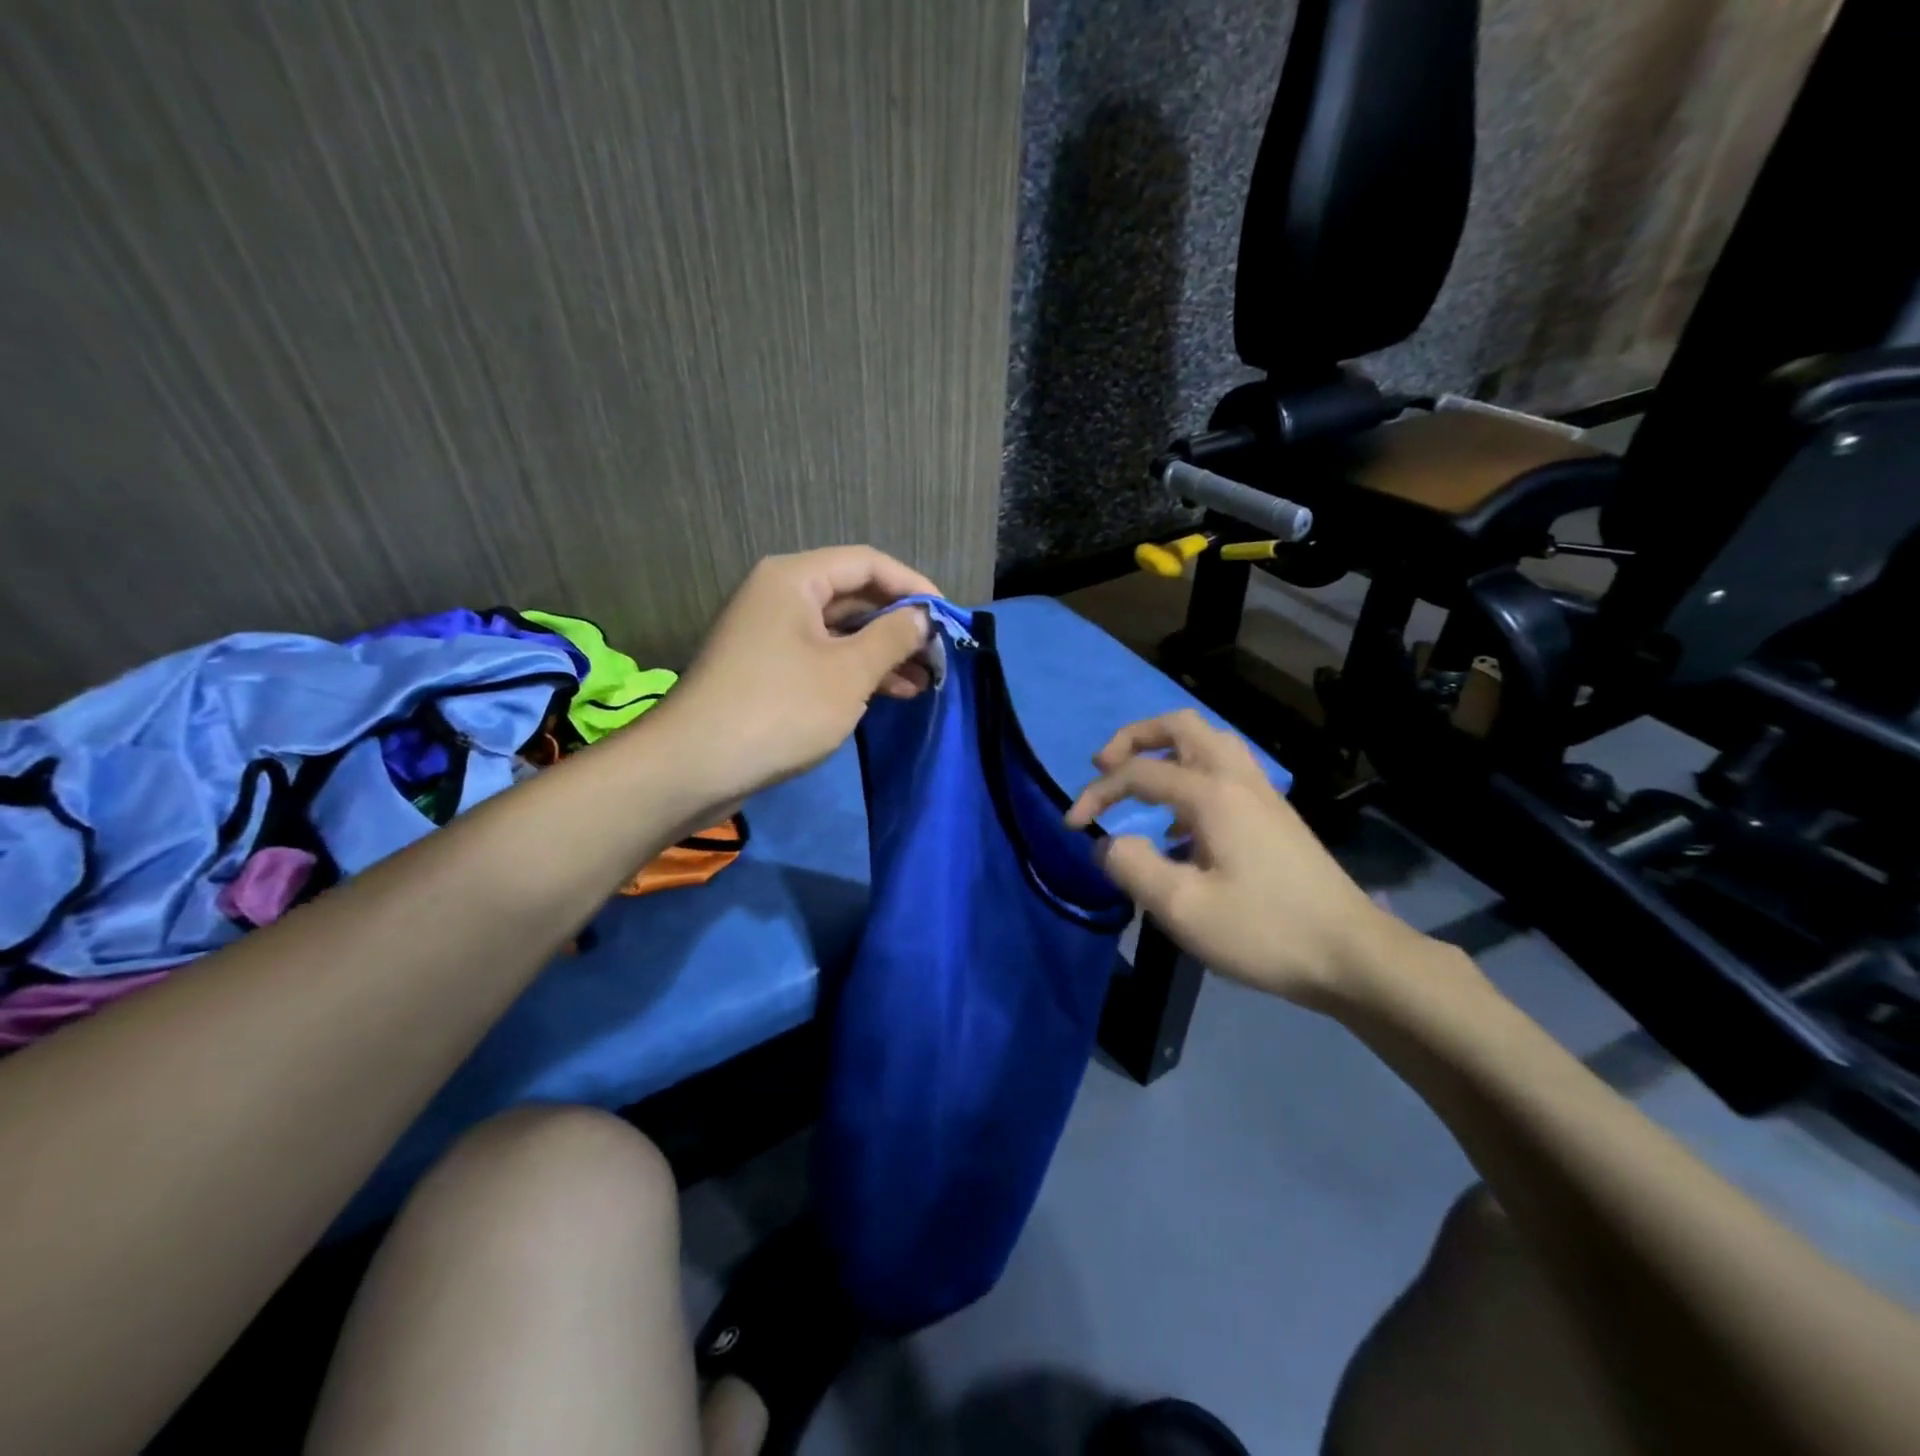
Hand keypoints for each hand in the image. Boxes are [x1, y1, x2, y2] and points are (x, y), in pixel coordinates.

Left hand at [651, 546, 938, 804]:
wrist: (695, 765)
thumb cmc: (780, 709)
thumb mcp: (849, 673)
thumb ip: (893, 637)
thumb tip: (923, 617)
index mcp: (795, 578)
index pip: (868, 563)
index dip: (913, 586)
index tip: (947, 617)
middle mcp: (780, 595)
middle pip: (854, 595)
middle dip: (900, 624)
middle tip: (939, 653)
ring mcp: (771, 633)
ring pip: (840, 630)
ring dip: (883, 652)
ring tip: (925, 680)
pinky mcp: (768, 668)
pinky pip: (823, 656)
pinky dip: (856, 671)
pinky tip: (891, 693)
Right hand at [1064, 710, 1418, 1009]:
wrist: (1351, 954)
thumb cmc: (1264, 931)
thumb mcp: (1183, 909)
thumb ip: (1132, 868)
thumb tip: (1107, 844)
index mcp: (1212, 794)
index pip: (1139, 772)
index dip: (1097, 792)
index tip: (1071, 824)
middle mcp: (1237, 778)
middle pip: (1180, 725)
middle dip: (1134, 737)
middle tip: (1104, 766)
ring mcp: (1262, 793)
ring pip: (1208, 741)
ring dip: (1166, 750)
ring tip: (1141, 785)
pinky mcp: (1274, 814)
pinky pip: (1224, 769)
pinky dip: (1191, 775)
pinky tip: (1181, 825)